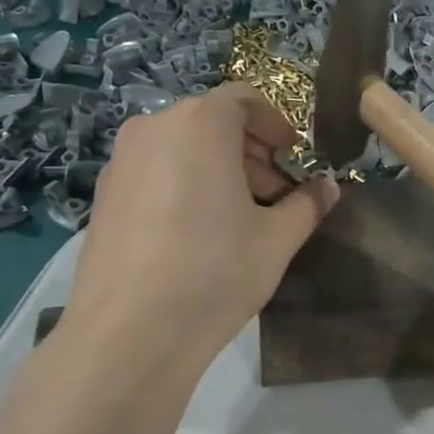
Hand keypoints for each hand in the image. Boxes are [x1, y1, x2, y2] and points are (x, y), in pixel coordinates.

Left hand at [61, 84, 338, 365]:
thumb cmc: (215, 272)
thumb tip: (329, 188)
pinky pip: (156, 170)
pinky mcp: (104, 194)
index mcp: (200, 124)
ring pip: (182, 145)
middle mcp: (154, 128)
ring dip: (218, 167)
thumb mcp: (277, 239)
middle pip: (212, 121)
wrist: (129, 334)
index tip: (294, 158)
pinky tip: (198, 232)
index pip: (245, 99)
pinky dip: (185, 182)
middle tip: (275, 192)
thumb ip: (308, 204)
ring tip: (240, 215)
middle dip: (250, 150)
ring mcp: (121, 161)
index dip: (276, 124)